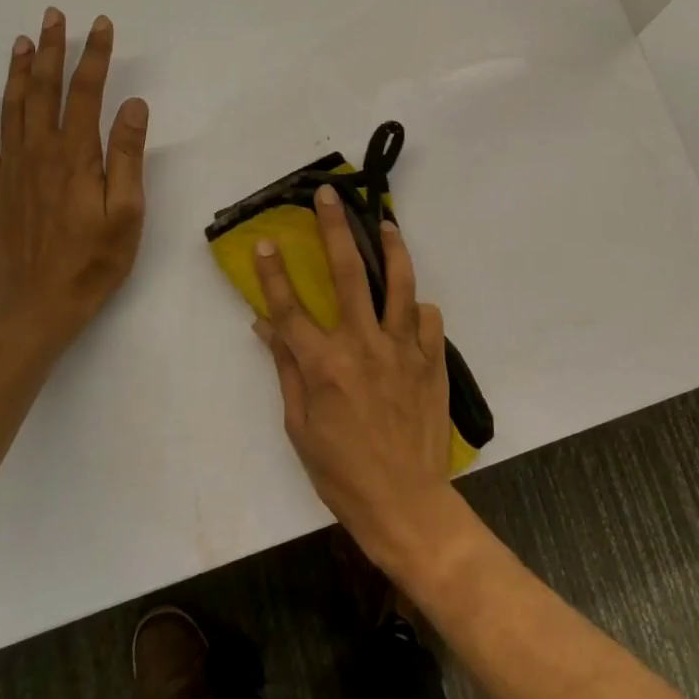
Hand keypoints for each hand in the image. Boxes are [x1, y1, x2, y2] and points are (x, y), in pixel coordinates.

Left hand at [0, 7, 148, 343]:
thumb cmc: (95, 261)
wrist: (38, 307)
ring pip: (11, 106)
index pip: (86, 93)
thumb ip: (127, 157)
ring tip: (24, 39)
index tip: (100, 26)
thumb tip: (132, 105)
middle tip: (55, 16)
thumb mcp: (127, 212)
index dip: (94, 56)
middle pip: (44, 90)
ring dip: (18, 70)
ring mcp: (8, 169)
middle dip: (52, 50)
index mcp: (77, 157)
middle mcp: (39, 153)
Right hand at [252, 186, 458, 573]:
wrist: (405, 501)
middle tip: (329, 196)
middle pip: (346, 273)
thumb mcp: (300, 427)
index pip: (290, 308)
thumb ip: (286, 370)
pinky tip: (409, 308)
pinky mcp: (432, 359)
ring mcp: (403, 349)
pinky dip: (416, 308)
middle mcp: (363, 345)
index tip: (266, 242)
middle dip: (334, 229)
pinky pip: (427, 317)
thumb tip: (266, 327)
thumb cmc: (341, 471)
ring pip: (398, 282)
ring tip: (385, 223)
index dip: (274, 273)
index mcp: (324, 364)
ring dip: (390, 247)